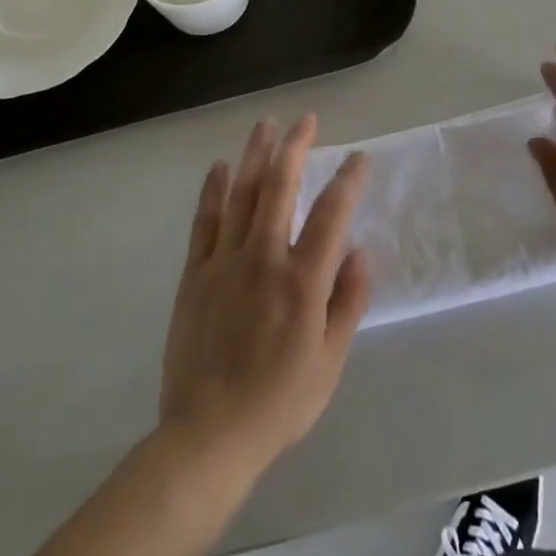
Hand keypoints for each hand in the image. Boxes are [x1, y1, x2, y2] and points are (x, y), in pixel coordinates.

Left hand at [159, 115, 370, 475]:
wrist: (207, 436)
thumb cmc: (278, 402)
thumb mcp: (330, 361)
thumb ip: (348, 302)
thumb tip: (359, 252)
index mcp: (302, 280)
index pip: (331, 214)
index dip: (348, 180)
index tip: (359, 157)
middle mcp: (264, 258)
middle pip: (280, 187)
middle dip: (295, 147)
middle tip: (306, 119)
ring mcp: (225, 262)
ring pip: (241, 194)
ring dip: (255, 155)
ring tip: (266, 124)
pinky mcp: (196, 274)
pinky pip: (205, 221)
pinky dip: (213, 190)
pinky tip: (220, 166)